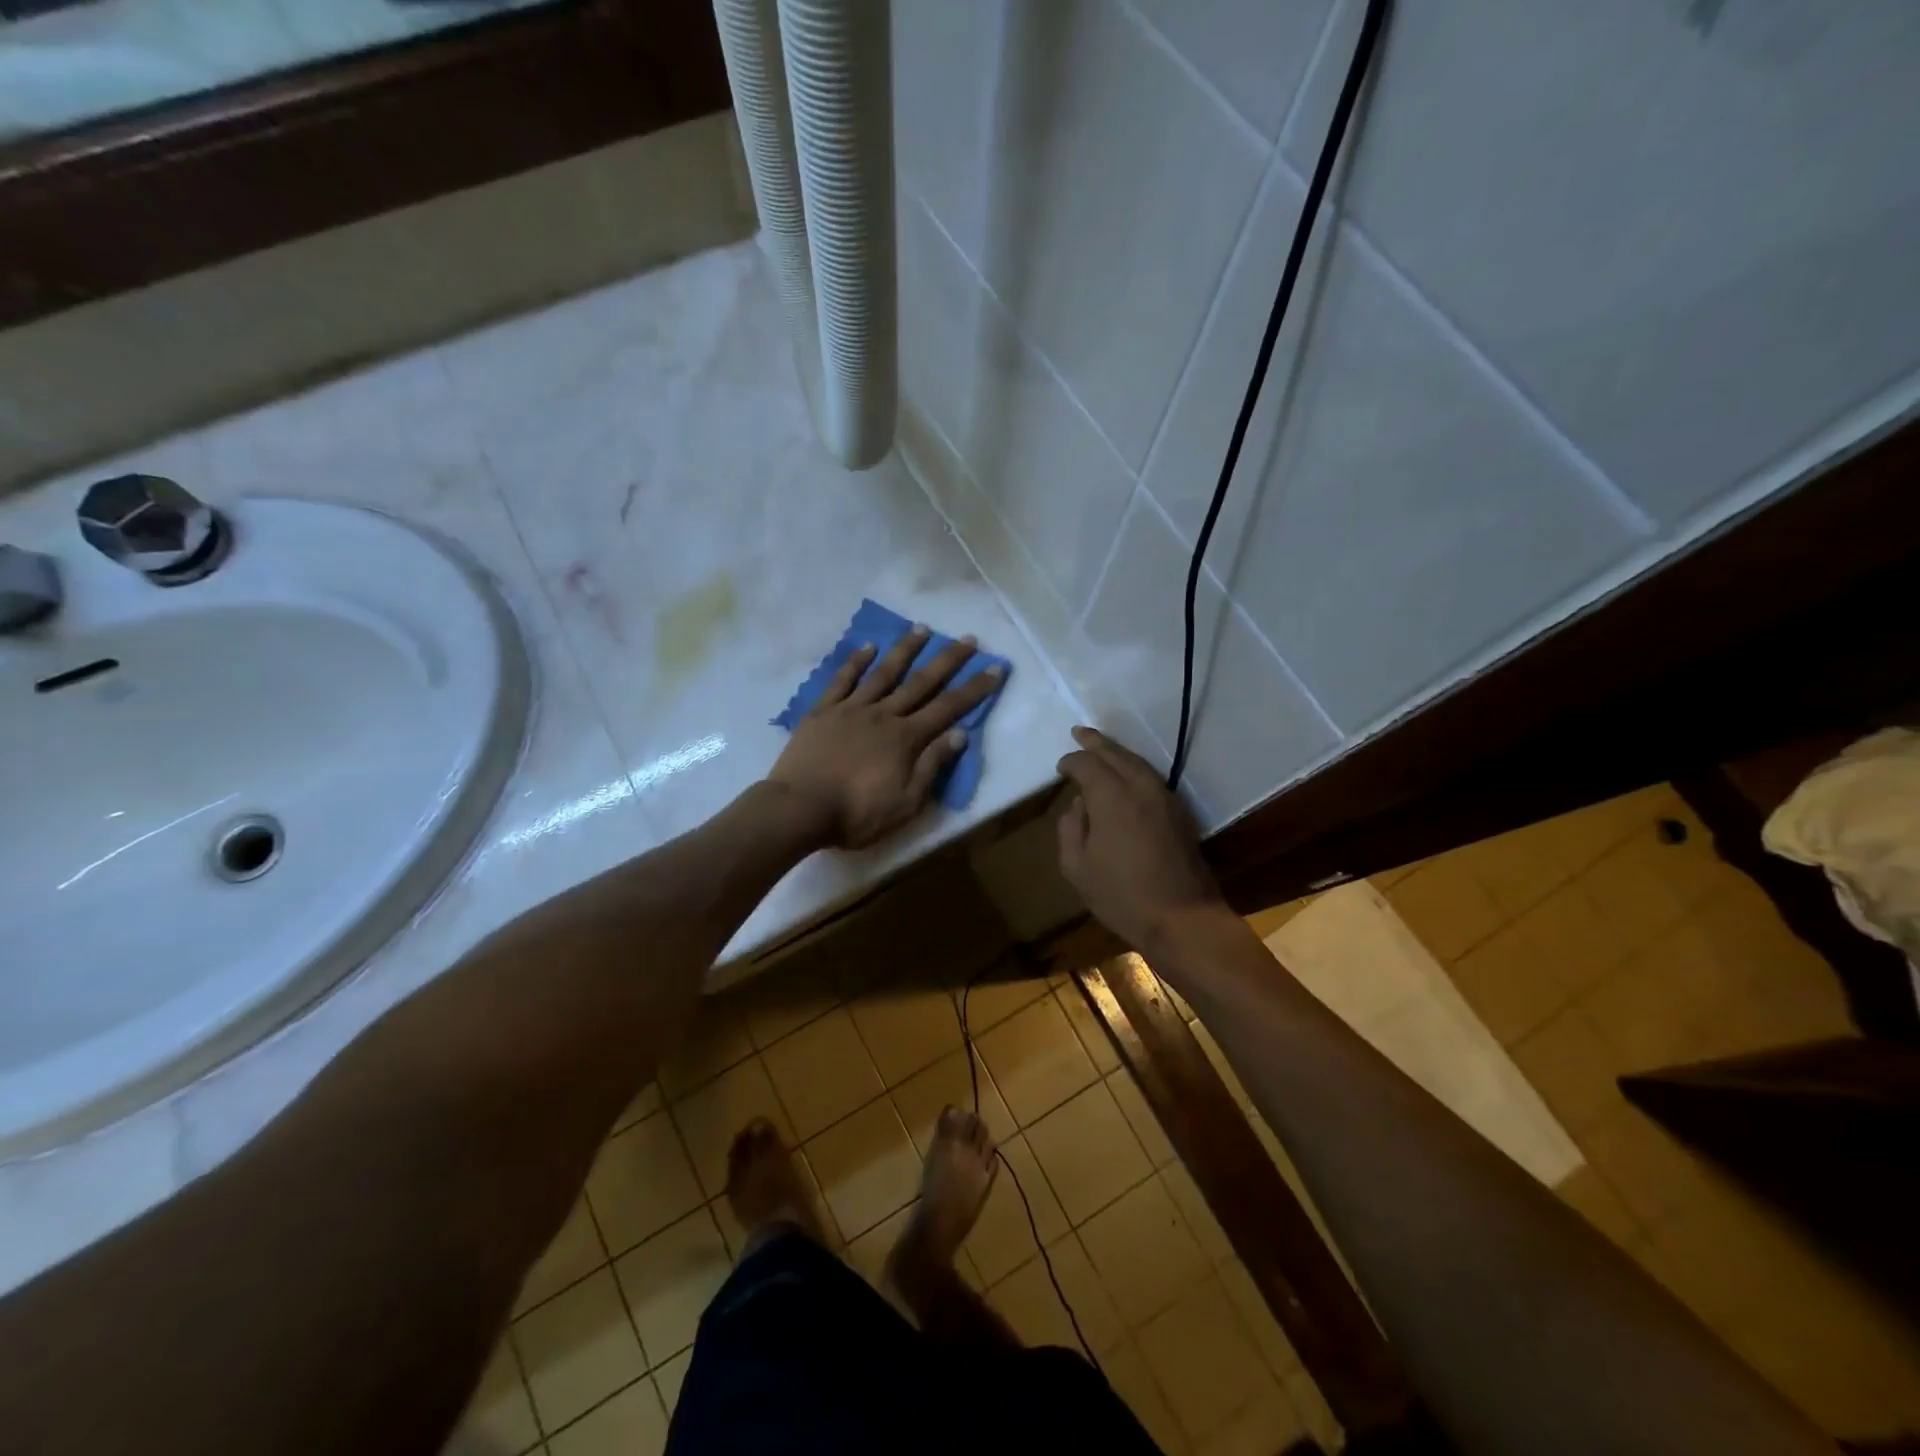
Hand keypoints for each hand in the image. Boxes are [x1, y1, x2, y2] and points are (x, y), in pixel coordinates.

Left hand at [768, 626, 1002, 848]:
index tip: (995, 667)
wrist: (799, 808)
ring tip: (922, 628)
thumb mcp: (906, 802)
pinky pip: (842, 680)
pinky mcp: (823, 711)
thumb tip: (960, 733)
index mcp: (906, 739)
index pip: (948, 708)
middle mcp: (884, 715)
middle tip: (967, 639)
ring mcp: (851, 709)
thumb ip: (932, 766)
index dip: (974, 688)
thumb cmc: (856, 814)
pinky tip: (868, 646)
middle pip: (921, 682)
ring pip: (884, 673)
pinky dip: (856, 661)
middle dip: (948, 660)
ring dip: (905, 650)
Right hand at [1056, 725, 1226, 950]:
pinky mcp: (1179, 811)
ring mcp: (1164, 797)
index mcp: (1111, 796)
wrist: (1182, 917)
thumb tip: (1078, 806)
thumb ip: (1070, 829)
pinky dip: (1134, 768)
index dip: (1070, 762)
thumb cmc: (1121, 895)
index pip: (1086, 764)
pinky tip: (1126, 775)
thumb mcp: (1077, 867)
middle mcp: (1140, 786)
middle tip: (1079, 732)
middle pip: (1115, 753)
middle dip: (1095, 742)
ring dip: (1117, 752)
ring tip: (1101, 747)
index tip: (1060, 769)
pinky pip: (1151, 777)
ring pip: (1137, 762)